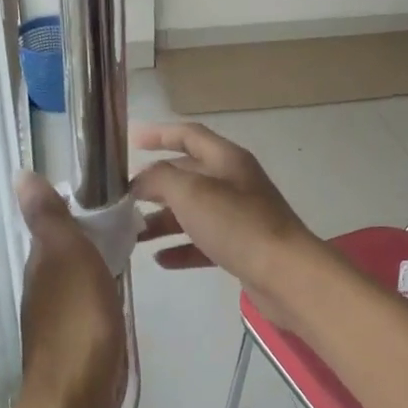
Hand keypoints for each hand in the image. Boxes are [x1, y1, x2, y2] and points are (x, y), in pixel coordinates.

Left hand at [14, 172, 125, 407]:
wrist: (77, 403)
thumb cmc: (79, 325)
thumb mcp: (68, 259)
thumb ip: (51, 219)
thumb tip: (20, 174)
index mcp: (41, 266)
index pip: (55, 226)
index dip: (78, 210)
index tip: (110, 197)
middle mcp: (44, 290)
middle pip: (67, 253)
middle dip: (91, 237)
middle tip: (130, 224)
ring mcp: (59, 321)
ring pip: (78, 280)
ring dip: (97, 266)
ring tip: (131, 254)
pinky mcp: (78, 346)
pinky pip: (90, 307)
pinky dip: (103, 295)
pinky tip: (119, 298)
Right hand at [131, 122, 321, 321]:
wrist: (285, 274)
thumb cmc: (237, 224)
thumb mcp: (191, 192)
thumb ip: (160, 178)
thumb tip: (141, 181)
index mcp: (227, 159)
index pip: (189, 135)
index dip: (159, 134)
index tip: (130, 141)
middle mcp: (234, 182)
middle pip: (188, 175)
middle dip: (155, 184)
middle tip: (122, 199)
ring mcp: (239, 216)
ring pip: (193, 212)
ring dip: (163, 220)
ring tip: (133, 234)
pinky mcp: (241, 248)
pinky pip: (204, 243)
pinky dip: (182, 248)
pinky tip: (160, 259)